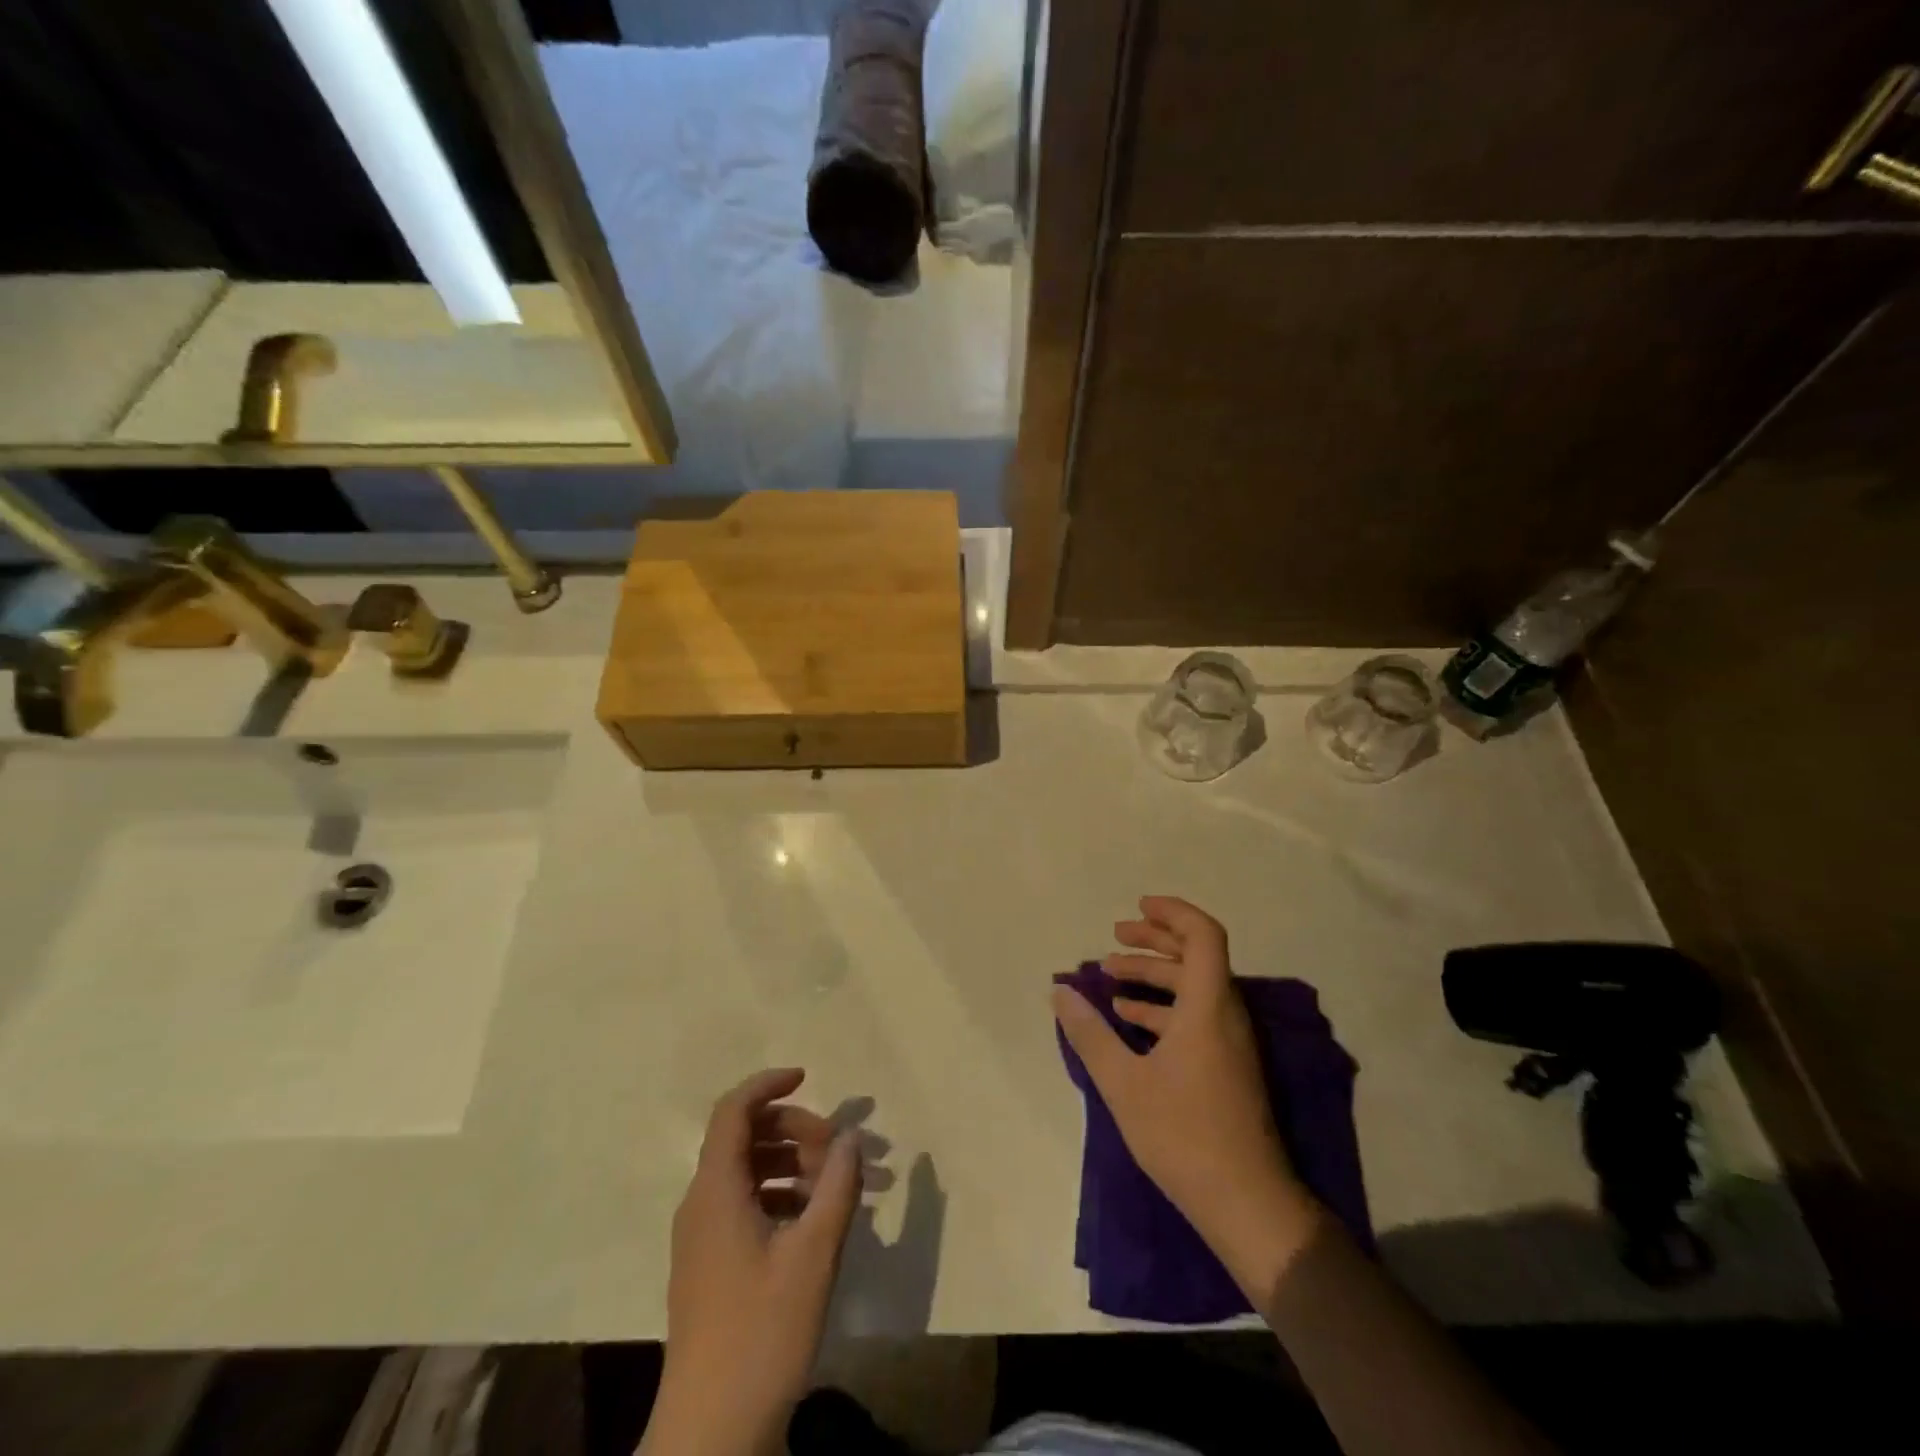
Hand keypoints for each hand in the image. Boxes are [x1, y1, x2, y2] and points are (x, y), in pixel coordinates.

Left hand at [644, 1069, 862, 1455]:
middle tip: (841, 1151)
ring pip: (747, 1172)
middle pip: (745, 1138)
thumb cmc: (762, 1334)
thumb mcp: (814, 1255)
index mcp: (716, 1191)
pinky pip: (745, 1205)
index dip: (769, 1084)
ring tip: (840, 1185)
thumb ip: (837, 1186)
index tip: (809, 1077)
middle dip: (796, 1130)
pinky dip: (781, 1196)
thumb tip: (852, 1136)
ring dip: (793, 1165)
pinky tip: (816, 1221)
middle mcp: (701, 1204)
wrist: (710, 1435)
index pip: (734, 1111)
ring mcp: (702, 1238)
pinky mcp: (710, 1266)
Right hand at [1053, 897, 1323, 1293]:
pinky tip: (1129, 1020)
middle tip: (1115, 938)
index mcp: (1208, 1006)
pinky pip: (1194, 1016)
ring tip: (1110, 978)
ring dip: (1153, 976)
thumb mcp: (1124, 1083)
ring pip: (1193, 989)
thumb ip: (1090, 1034)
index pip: (1203, 936)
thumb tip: (1060, 993)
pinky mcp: (1226, 1067)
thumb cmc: (1184, 1135)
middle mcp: (1225, 1014)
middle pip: (1196, 957)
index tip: (1137, 906)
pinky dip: (1162, 1008)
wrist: (1247, 1204)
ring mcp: (1229, 1043)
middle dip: (1154, 941)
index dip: (1172, 913)